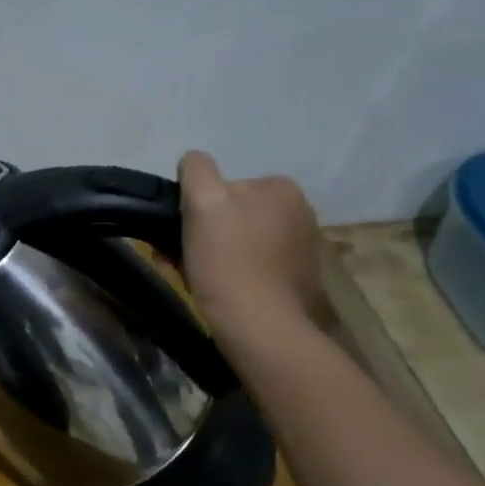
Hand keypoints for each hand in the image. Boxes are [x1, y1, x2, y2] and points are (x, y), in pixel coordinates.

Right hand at [177, 150, 320, 336]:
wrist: (258, 325)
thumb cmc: (227, 260)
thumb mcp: (202, 201)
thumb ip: (197, 170)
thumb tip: (194, 160)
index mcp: (281, 188)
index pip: (224, 186)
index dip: (198, 208)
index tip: (183, 233)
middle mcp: (301, 211)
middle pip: (233, 214)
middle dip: (205, 232)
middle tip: (180, 257)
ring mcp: (304, 247)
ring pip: (242, 240)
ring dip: (217, 253)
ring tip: (197, 276)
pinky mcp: (300, 278)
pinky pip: (257, 265)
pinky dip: (237, 272)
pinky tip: (223, 289)